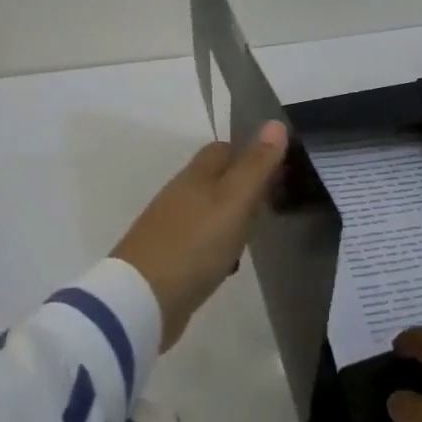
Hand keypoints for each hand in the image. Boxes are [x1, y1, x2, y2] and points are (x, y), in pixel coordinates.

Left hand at [112, 120, 288, 349]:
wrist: (142, 299)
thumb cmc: (195, 243)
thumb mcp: (235, 201)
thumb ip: (256, 164)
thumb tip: (276, 122)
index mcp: (196, 174)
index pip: (224, 149)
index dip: (250, 154)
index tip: (278, 169)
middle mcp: (180, 193)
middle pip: (216, 179)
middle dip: (243, 187)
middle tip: (273, 203)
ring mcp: (171, 225)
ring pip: (209, 210)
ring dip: (231, 218)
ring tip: (256, 235)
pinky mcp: (168, 256)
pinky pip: (200, 240)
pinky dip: (217, 245)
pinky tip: (228, 262)